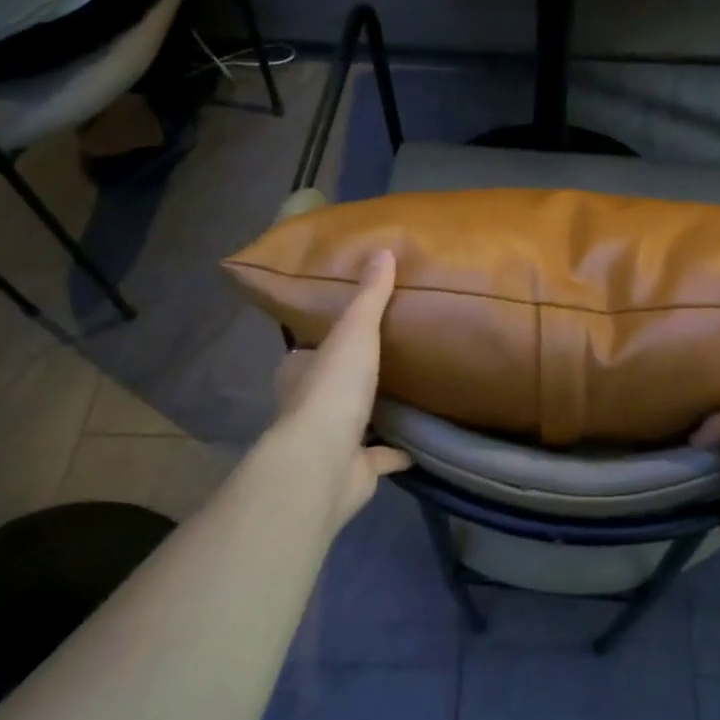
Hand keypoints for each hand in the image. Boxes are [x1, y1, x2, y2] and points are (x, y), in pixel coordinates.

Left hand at [271, 252, 411, 527]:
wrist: (324, 462)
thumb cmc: (333, 390)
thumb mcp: (355, 331)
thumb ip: (370, 296)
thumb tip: (383, 249)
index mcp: (300, 372)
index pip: (308, 351)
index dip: (325, 340)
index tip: (352, 328)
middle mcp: (308, 407)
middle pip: (331, 386)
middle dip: (351, 376)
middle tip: (386, 359)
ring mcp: (330, 442)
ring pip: (354, 422)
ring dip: (372, 413)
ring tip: (406, 394)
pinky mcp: (353, 470)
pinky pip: (380, 457)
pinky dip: (396, 452)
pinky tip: (419, 444)